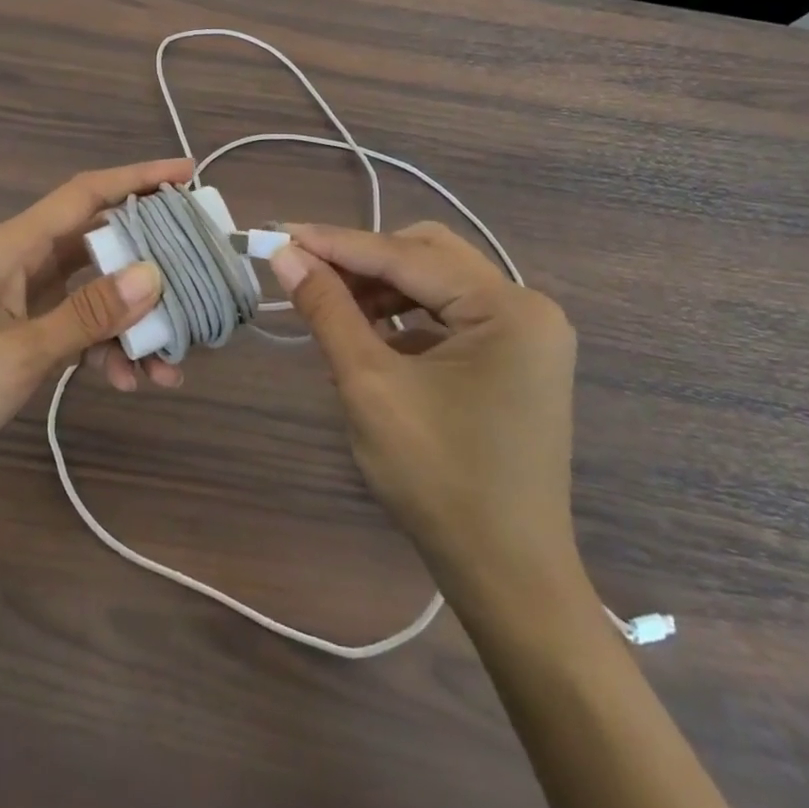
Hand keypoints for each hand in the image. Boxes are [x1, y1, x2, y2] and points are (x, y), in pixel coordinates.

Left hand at [0, 159, 191, 472]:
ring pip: (91, 293)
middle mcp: (20, 262)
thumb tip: (154, 276)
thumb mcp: (19, 352)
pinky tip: (127, 382)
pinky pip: (72, 326)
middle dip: (151, 262)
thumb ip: (87, 314)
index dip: (139, 178)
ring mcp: (18, 298)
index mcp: (14, 246)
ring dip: (131, 322)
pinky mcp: (15, 332)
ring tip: (170, 364)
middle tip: (198, 277)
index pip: (87, 194)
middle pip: (99, 243)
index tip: (188, 172)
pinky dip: (102, 347)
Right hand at [270, 222, 580, 598]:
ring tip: (331, 306)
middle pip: (428, 255)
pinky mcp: (514, 359)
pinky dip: (404, 315)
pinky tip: (369, 335)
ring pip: (437, 281)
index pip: (406, 255)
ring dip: (381, 286)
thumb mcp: (370, 385)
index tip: (281, 232)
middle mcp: (527, 307)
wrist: (506, 575)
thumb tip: (284, 254)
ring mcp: (526, 334)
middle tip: (306, 271)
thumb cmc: (437, 479)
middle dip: (363, 260)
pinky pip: (449, 314)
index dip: (337, 243)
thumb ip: (327, 309)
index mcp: (508, 309)